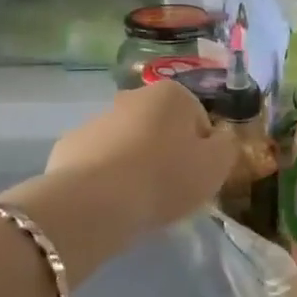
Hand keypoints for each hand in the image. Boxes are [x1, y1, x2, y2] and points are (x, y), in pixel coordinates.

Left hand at [44, 81, 236, 239]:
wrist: (96, 202)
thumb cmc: (165, 177)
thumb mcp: (217, 165)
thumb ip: (227, 146)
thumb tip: (220, 139)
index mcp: (171, 94)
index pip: (198, 119)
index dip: (202, 150)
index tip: (197, 176)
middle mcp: (132, 96)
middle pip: (161, 127)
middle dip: (166, 151)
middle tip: (170, 188)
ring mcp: (97, 119)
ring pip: (128, 142)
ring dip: (135, 163)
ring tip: (138, 200)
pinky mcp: (69, 146)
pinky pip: (98, 161)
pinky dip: (106, 176)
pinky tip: (110, 201)